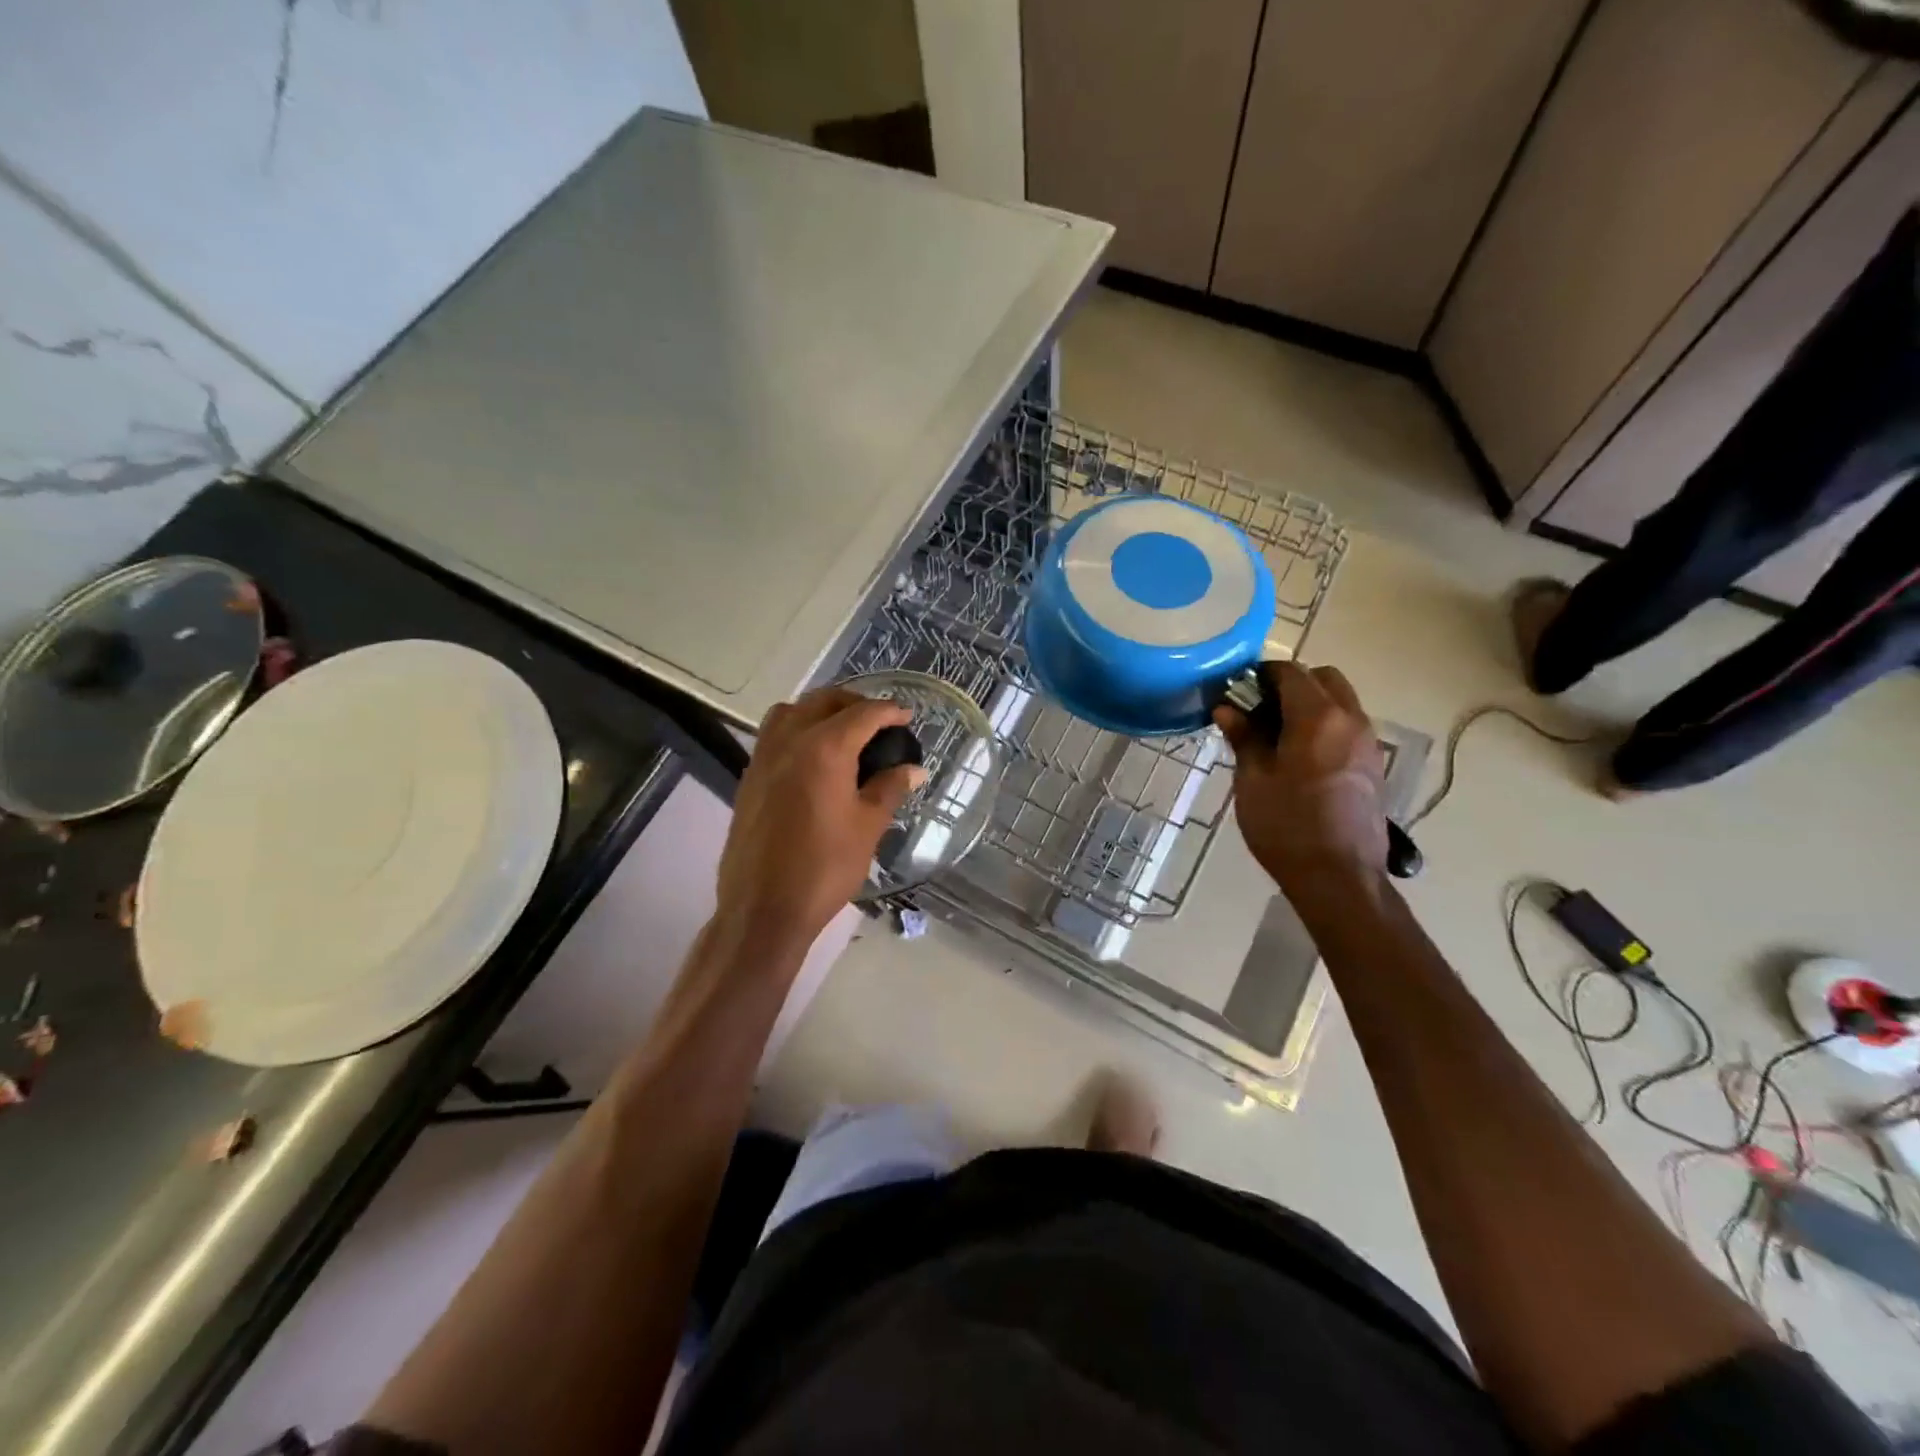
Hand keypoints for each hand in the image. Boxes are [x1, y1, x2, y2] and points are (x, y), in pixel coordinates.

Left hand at [716, 687, 925, 947]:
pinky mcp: (749, 777)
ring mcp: (764, 758)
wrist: (764, 908)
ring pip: (791, 711)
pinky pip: (773, 735)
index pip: (863, 714)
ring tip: (843, 731)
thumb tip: (914, 769)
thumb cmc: (825, 867)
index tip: (907, 716)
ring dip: (820, 710)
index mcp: (825, 749)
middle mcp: (790, 741)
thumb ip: (890, 788)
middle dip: (854, 703)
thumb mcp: (868, 826)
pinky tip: (813, 758)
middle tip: (878, 721)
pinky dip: (796, 729)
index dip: (889, 711)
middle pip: (824, 701)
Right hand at [1212, 661, 1388, 891]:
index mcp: (1318, 717)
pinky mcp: (1373, 765)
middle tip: (1258, 710)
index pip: (1290, 672)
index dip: (1260, 674)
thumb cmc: (1286, 825)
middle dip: (1291, 684)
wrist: (1338, 877)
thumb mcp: (1253, 779)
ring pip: (1340, 702)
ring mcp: (1368, 742)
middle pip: (1323, 679)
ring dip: (1309, 705)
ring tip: (1275, 735)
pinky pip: (1348, 727)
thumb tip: (1227, 709)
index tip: (1236, 690)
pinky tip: (1298, 757)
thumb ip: (1243, 737)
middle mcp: (1351, 720)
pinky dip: (1324, 726)